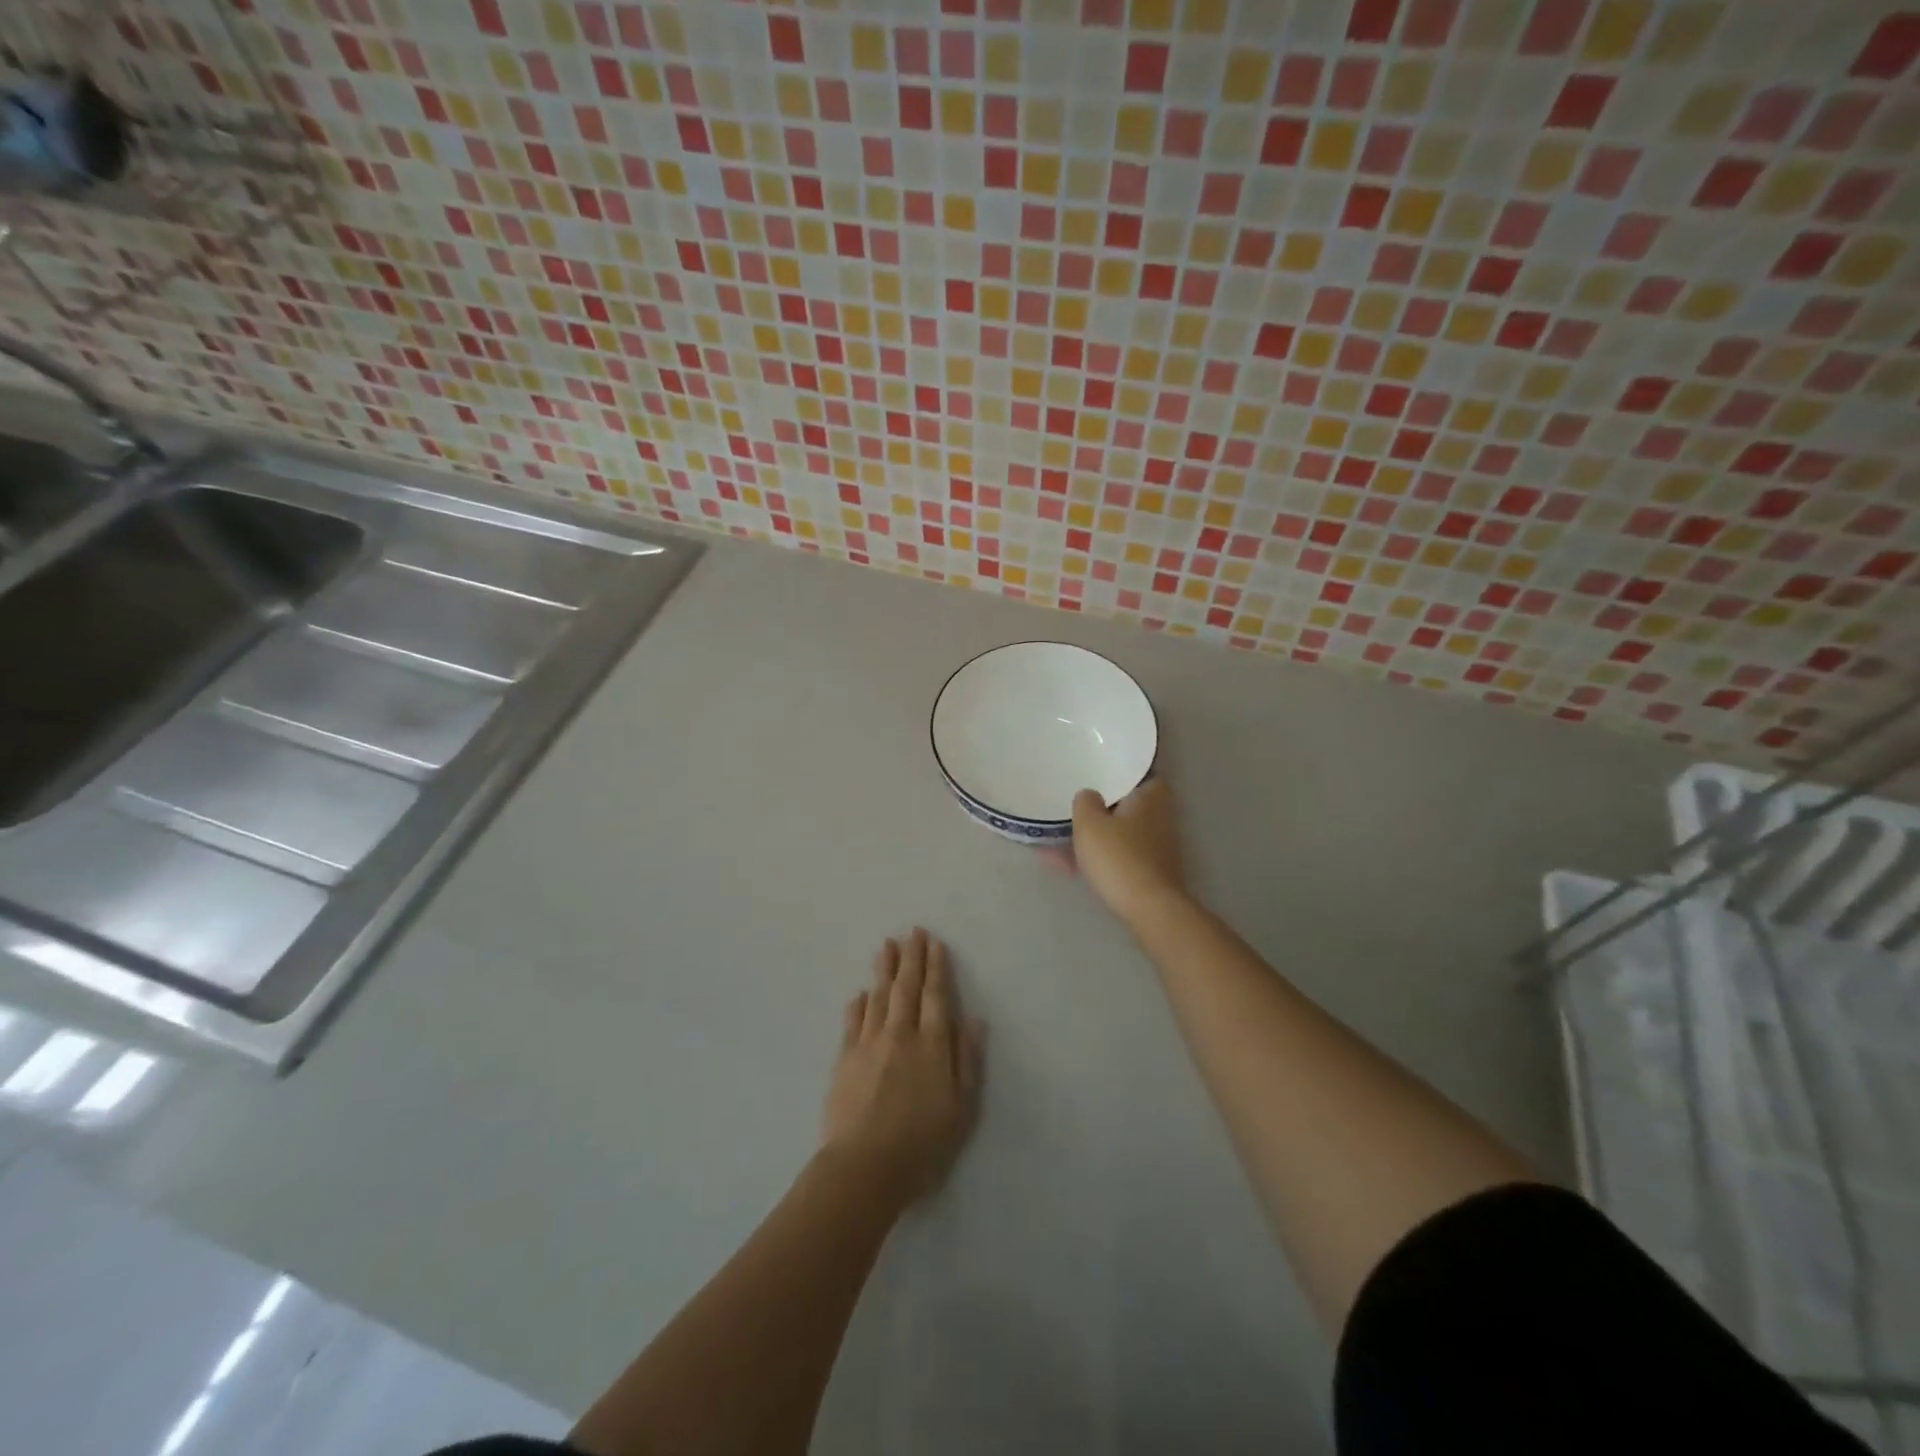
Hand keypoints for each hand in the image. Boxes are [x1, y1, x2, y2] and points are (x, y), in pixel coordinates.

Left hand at [822, 928, 983, 1206]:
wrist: (864, 1168)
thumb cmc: (922, 1144)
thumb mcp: (961, 1108)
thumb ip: (966, 1060)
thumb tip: (973, 1019)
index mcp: (931, 1045)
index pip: (935, 996)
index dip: (936, 968)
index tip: (934, 942)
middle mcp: (900, 1035)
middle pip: (906, 988)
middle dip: (911, 958)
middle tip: (912, 931)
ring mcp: (868, 1045)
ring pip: (878, 997)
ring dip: (884, 970)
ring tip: (886, 946)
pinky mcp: (844, 1060)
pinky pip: (853, 1022)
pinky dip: (859, 1004)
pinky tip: (861, 993)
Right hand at [1064, 777, 1186, 924]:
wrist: (1148, 909)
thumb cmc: (1119, 856)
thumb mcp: (1090, 823)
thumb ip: (1085, 802)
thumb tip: (1089, 795)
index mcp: (1151, 796)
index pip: (1141, 772)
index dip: (1120, 769)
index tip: (1098, 767)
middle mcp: (1159, 818)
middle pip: (1127, 804)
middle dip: (1101, 805)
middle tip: (1073, 801)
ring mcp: (1155, 847)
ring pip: (1118, 833)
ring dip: (1093, 835)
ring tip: (1055, 837)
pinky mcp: (1147, 873)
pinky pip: (1115, 857)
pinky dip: (1094, 858)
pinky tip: (1062, 865)